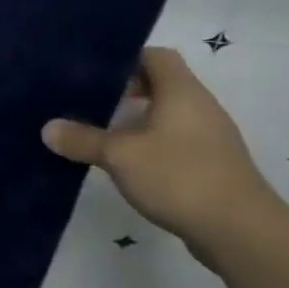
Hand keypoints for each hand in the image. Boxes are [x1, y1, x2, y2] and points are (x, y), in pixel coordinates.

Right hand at [42, 47, 277, 242]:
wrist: (240, 231)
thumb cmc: (179, 177)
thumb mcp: (120, 156)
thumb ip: (82, 140)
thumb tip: (48, 128)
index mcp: (181, 92)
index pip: (155, 56)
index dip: (125, 58)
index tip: (93, 72)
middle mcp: (200, 107)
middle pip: (161, 84)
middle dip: (125, 90)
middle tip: (88, 101)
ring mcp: (210, 137)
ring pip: (167, 115)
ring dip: (136, 120)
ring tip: (100, 132)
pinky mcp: (211, 165)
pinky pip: (175, 140)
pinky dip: (150, 144)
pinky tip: (127, 163)